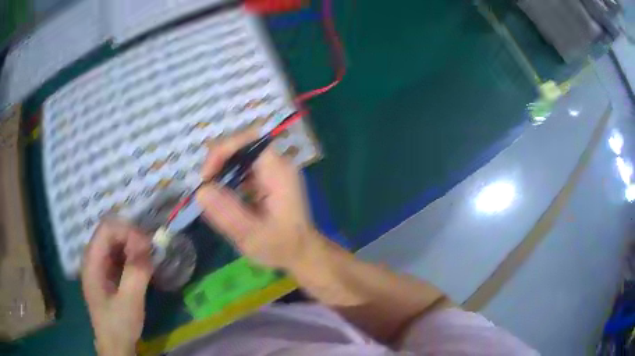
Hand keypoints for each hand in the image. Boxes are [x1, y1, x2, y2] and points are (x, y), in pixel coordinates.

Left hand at [81, 218, 152, 355]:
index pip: (107, 229)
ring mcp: (98, 265)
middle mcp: (92, 258)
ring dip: (132, 245)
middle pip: (110, 232)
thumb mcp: (130, 301)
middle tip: (150, 251)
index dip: (127, 231)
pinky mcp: (105, 273)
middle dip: (131, 237)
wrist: (115, 345)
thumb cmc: (119, 324)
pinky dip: (130, 256)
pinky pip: (117, 255)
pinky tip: (141, 267)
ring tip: (147, 258)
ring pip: (114, 242)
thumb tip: (147, 245)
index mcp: (92, 262)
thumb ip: (136, 272)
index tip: (147, 245)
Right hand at [196, 129, 323, 269]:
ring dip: (221, 170)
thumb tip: (200, 191)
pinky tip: (222, 197)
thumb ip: (227, 213)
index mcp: (279, 172)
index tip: (207, 176)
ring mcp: (273, 171)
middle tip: (205, 185)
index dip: (223, 150)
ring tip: (210, 192)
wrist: (301, 254)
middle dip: (219, 161)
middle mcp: (278, 164)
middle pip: (242, 146)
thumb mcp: (252, 235)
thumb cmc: (282, 247)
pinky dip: (228, 179)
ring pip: (240, 156)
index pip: (249, 140)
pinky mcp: (267, 179)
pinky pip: (243, 169)